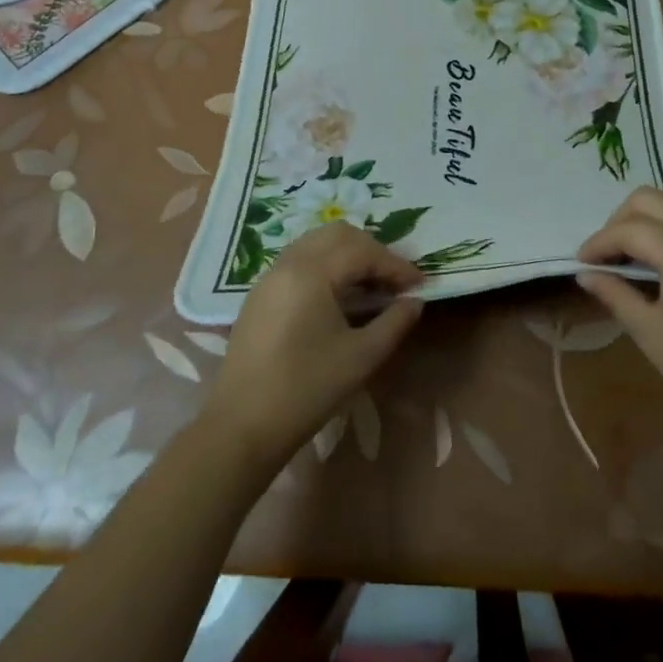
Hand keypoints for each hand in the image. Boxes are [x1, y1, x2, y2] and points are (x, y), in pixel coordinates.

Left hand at [202, 223, 423, 469]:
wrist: (242, 426)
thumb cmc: (306, 390)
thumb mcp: (361, 358)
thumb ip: (394, 323)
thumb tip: (415, 301)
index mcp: (312, 272)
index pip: (363, 252)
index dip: (396, 265)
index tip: (420, 285)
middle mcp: (288, 263)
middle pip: (338, 235)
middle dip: (372, 250)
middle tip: (394, 280)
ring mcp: (270, 276)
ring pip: (316, 242)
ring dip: (348, 254)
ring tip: (370, 284)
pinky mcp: (260, 294)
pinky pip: (299, 259)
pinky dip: (326, 264)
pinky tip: (339, 295)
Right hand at [577, 187, 662, 430]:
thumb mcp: (652, 335)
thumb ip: (616, 295)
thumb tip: (585, 275)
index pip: (629, 229)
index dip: (599, 243)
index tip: (580, 263)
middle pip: (651, 200)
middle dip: (619, 221)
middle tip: (604, 256)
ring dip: (645, 224)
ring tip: (627, 261)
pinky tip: (659, 268)